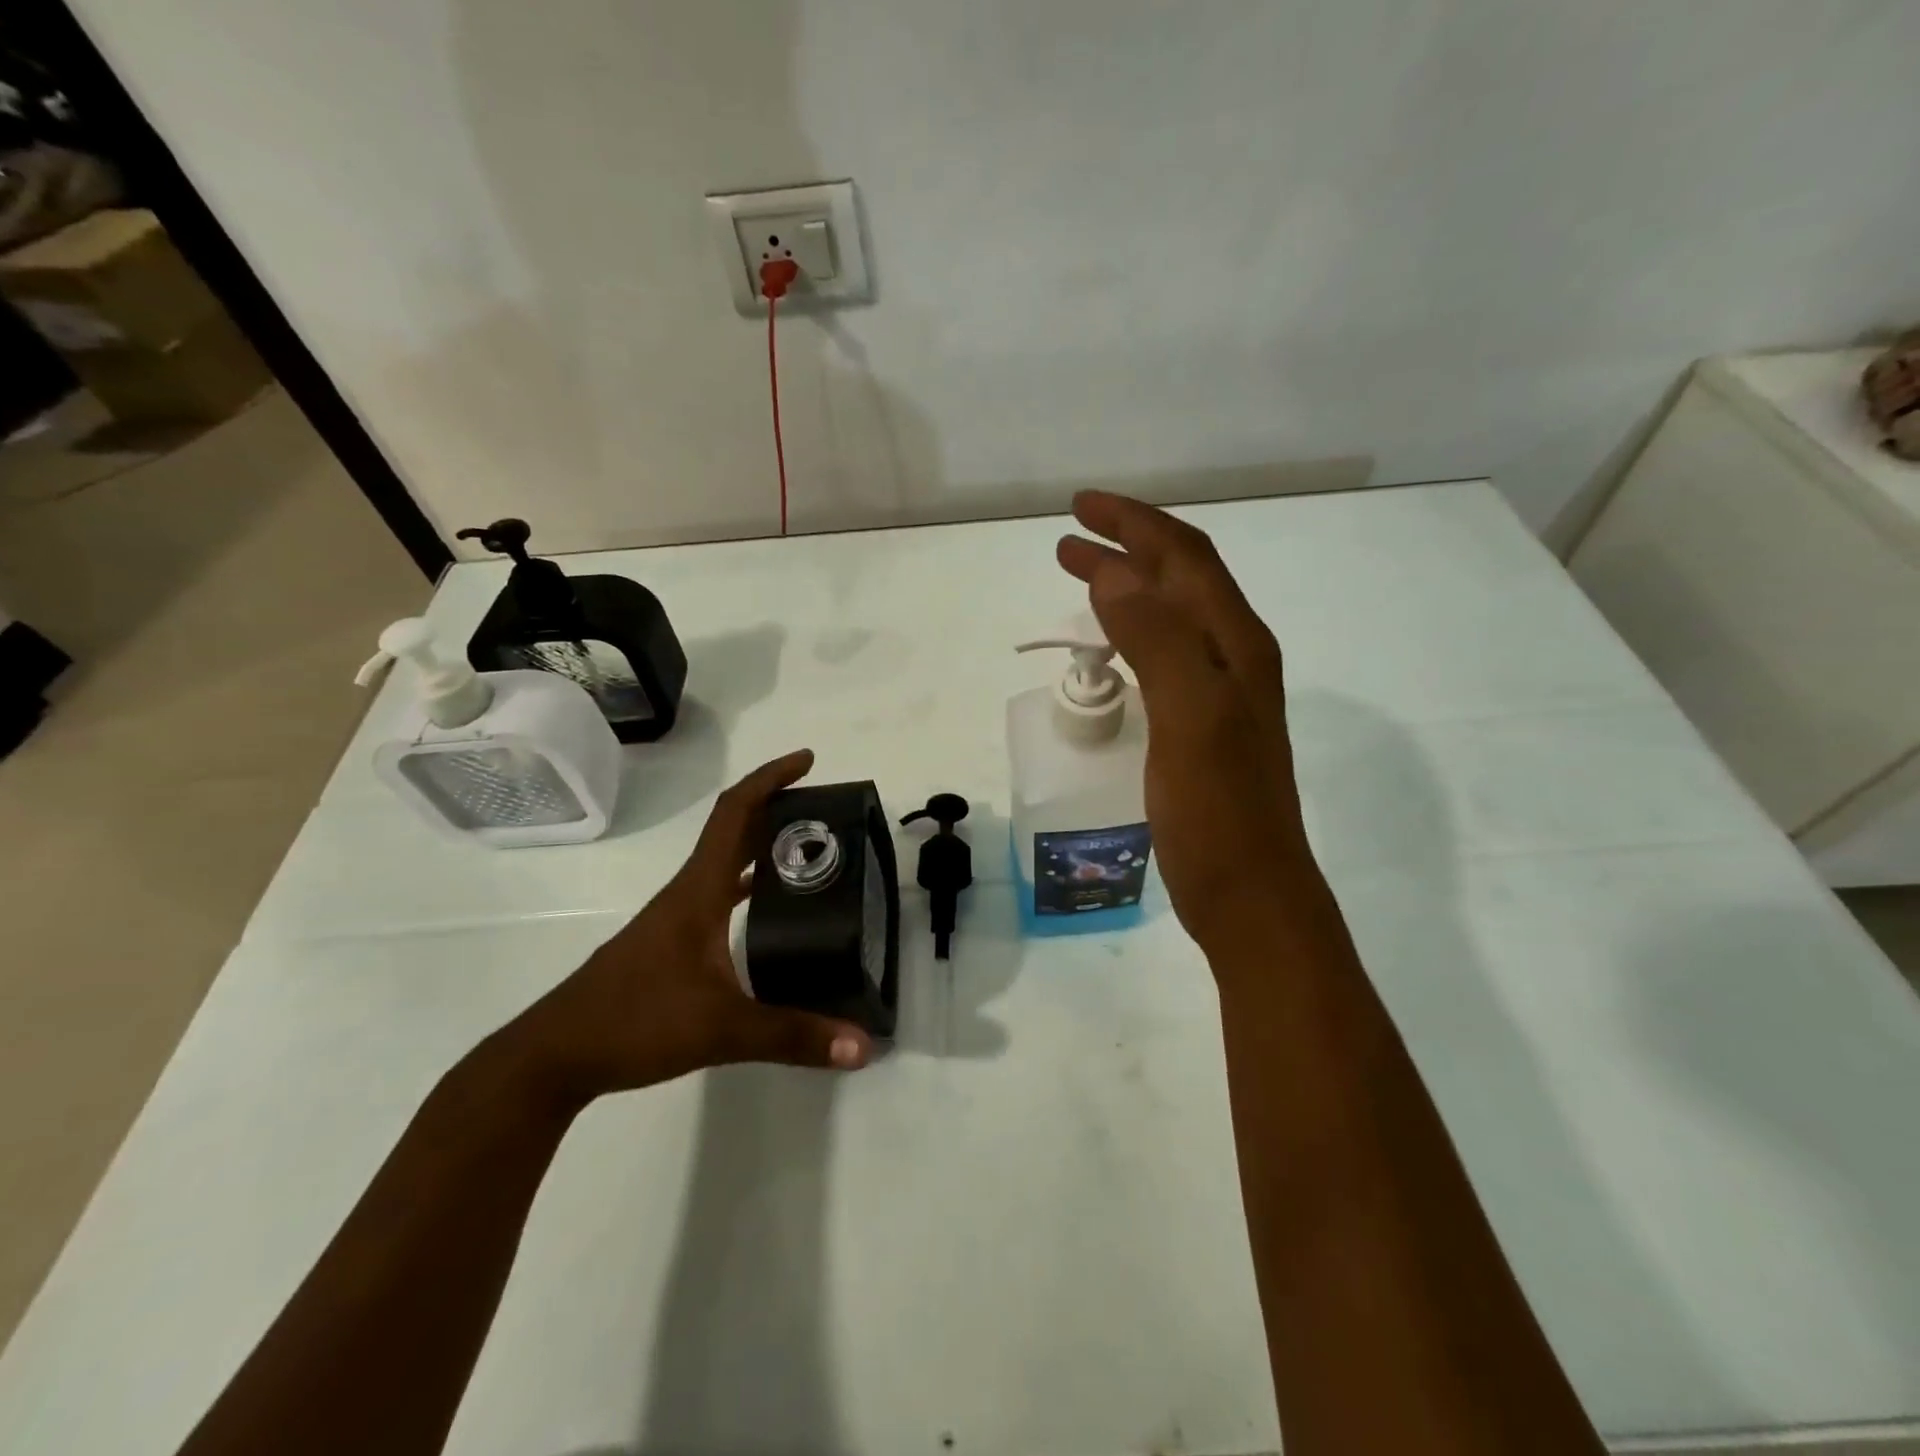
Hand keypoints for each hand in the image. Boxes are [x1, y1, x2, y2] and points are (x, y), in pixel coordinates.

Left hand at [501, 751, 873, 1108]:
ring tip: (812, 850)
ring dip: (763, 844)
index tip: (807, 761)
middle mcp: (688, 893)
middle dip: (778, 807)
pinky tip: (772, 906)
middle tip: (828, 811)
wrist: (555, 1056)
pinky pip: (719, 893)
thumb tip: (862, 1046)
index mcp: (699, 891)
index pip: (734, 814)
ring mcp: (676, 917)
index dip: (770, 779)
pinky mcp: (672, 942)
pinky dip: (749, 883)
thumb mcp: (721, 1030)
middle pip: (734, 829)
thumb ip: (793, 1036)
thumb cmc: (634, 1022)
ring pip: (726, 862)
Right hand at [1057, 492, 1320, 954]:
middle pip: (1181, 581)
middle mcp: (1234, 659)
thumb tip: (1114, 574)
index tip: (1078, 509)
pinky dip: (1133, 633)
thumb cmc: (1219, 811)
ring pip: (1173, 617)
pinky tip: (1113, 647)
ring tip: (1085, 578)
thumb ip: (1158, 640)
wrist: (1250, 894)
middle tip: (1070, 539)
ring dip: (1130, 588)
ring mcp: (1220, 695)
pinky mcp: (1202, 727)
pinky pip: (1164, 657)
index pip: (1185, 560)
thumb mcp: (1190, 717)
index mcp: (1235, 645)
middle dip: (1128, 548)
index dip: (1135, 525)